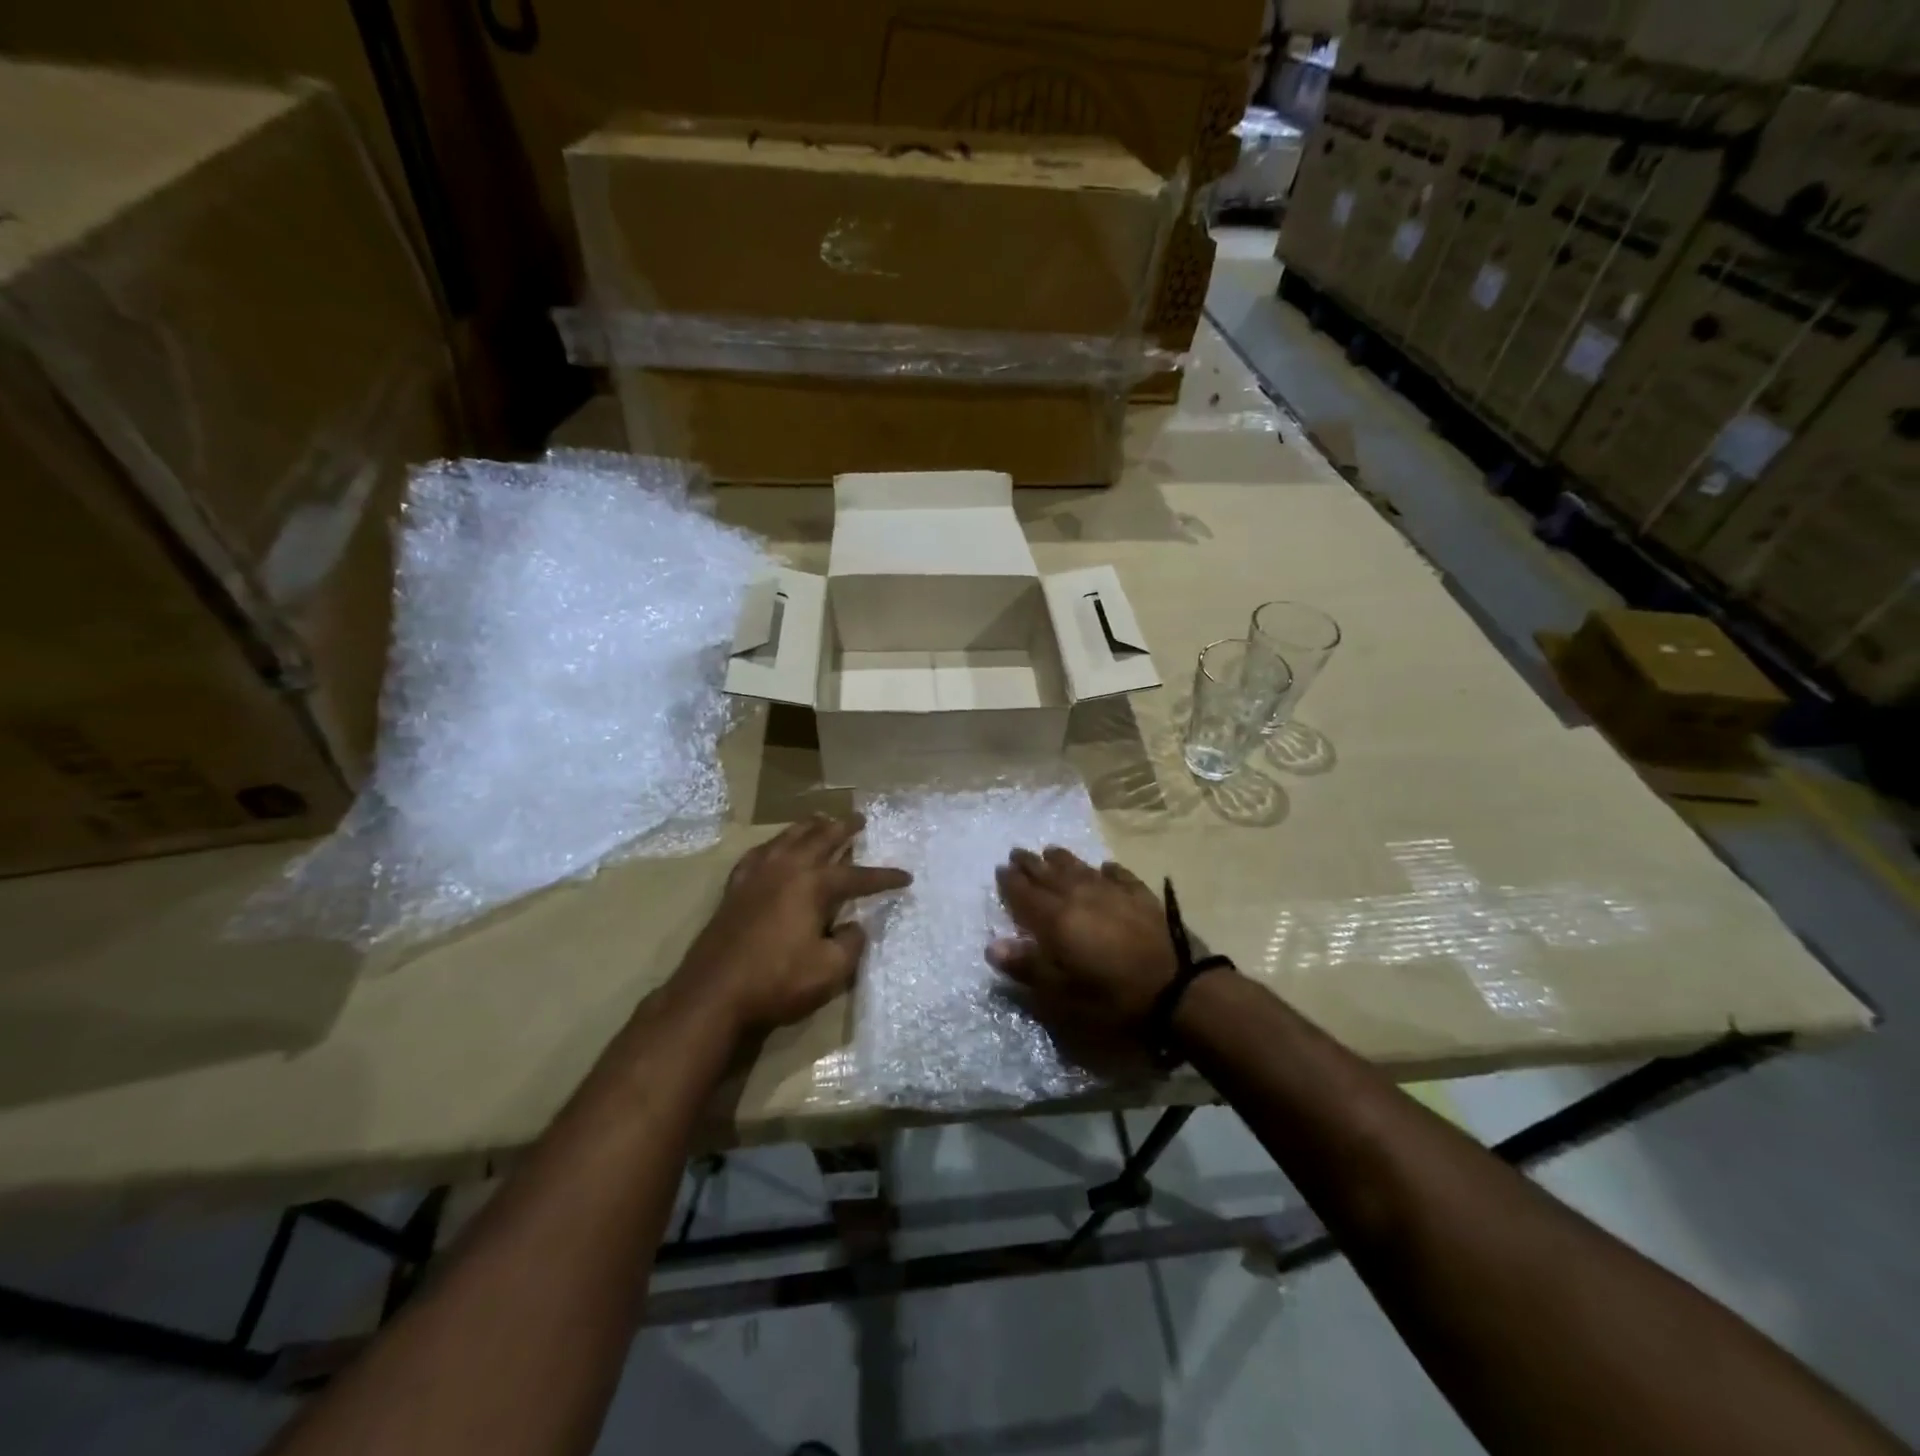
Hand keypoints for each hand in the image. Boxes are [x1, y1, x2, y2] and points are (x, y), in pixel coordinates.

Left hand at [676, 813, 910, 1035]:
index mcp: (813, 885)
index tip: (906, 877)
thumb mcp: (830, 970)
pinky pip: (759, 852)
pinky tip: (776, 847)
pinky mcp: (735, 887)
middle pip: (821, 838)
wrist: (713, 994)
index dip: (884, 877)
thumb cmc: (777, 981)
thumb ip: (851, 943)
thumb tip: (854, 926)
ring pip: (788, 837)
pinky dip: (775, 844)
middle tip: (860, 819)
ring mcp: (757, 874)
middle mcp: (786, 869)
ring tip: (822, 820)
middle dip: (844, 828)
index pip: (857, 876)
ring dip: (810, 827)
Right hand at [989, 847, 1179, 1033]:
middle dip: (1031, 864)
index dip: (1010, 882)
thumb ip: (1027, 967)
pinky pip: (1119, 875)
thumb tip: (992, 946)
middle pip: (1049, 875)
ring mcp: (1113, 892)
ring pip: (1081, 869)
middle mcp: (1080, 896)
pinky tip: (1105, 867)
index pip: (1025, 894)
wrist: (1177, 988)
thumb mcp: (1062, 994)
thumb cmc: (1112, 997)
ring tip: (1051, 850)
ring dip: (1063, 859)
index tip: (1000, 868)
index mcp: (1056, 919)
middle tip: (1017, 852)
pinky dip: (1107, 870)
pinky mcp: (1141, 896)